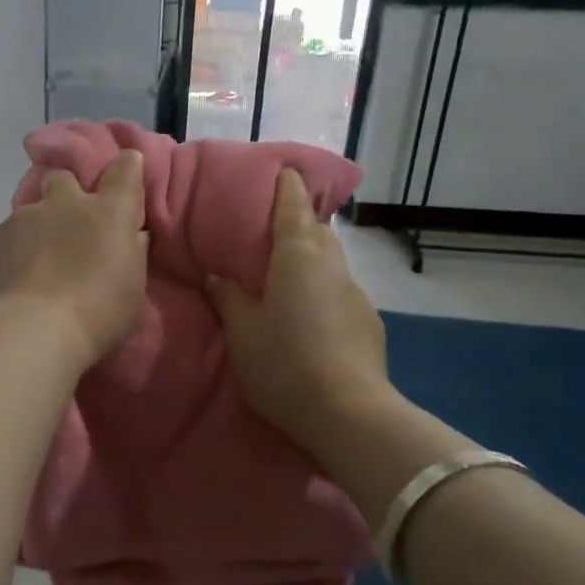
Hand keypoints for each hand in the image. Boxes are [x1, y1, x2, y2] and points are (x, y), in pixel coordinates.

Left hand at [0, 151, 148, 370]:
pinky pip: (7, 237)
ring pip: (31, 210)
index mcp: (108, 212)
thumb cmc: (99, 313)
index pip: (124, 169)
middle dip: (66, 192)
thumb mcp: (133, 287)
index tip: (127, 169)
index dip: (127, 166)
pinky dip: (14, 251)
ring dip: (37, 227)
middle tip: (70, 223)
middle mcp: (65, 204)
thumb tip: (132, 234)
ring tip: (38, 263)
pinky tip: (16, 279)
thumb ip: (132, 252)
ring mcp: (24, 218)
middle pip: (63, 178)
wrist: (33, 330)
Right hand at [207, 169, 399, 472]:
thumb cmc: (284, 362)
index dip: (287, 185)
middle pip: (317, 229)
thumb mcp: (242, 330)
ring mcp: (355, 293)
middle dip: (299, 221)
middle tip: (272, 226)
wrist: (348, 413)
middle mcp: (332, 265)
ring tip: (287, 270)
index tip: (282, 170)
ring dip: (311, 257)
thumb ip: (228, 296)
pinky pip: (339, 290)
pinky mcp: (368, 322)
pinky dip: (322, 288)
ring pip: (330, 261)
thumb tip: (217, 273)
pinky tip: (308, 313)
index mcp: (298, 256)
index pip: (294, 205)